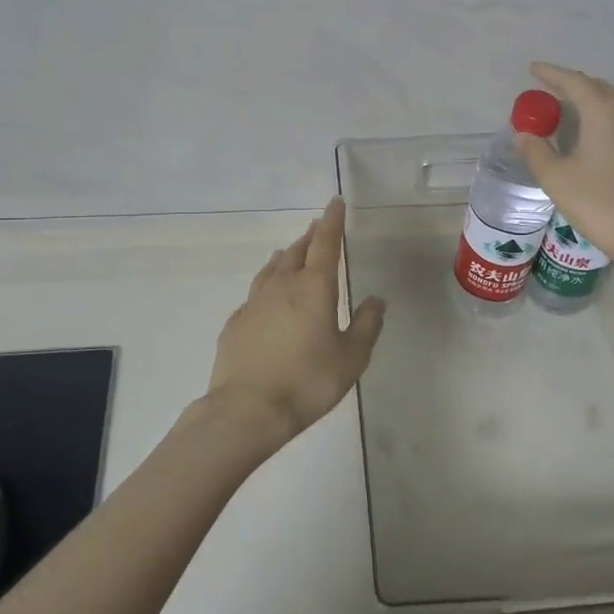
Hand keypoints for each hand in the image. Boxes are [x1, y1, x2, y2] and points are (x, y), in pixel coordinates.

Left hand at [205, 198, 386, 452]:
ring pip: (272, 269)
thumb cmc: (308, 382)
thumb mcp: (351, 358)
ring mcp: (254, 303)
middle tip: (317, 227)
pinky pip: (255, 293)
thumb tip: (377, 299)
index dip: (332, 222)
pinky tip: (267, 297)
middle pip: (297, 252)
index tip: (334, 203)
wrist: (247, 410)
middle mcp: (282, 286)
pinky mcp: (236, 323)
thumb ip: (367, 325)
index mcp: (314, 289)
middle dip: (310, 237)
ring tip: (291, 252)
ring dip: (286, 256)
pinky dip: (267, 284)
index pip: (325, 244)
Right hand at [514, 62, 613, 274]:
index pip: (574, 81)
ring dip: (587, 99)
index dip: (551, 74)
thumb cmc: (599, 203)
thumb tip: (523, 135)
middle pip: (595, 87)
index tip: (532, 69)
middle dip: (570, 84)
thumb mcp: (556, 178)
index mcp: (603, 111)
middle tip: (546, 88)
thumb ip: (536, 152)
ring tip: (565, 106)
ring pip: (611, 102)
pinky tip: (589, 131)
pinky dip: (599, 115)